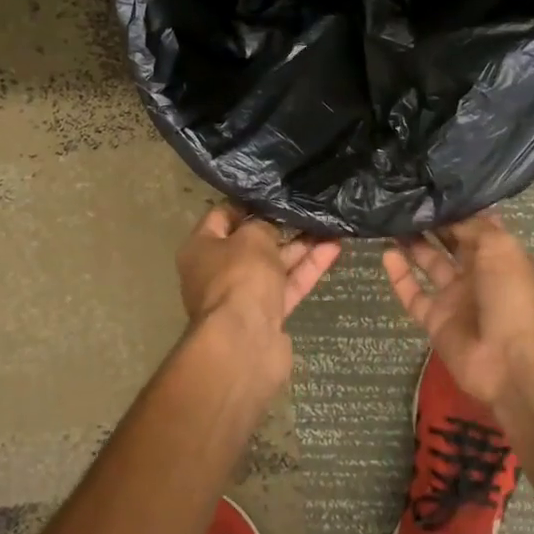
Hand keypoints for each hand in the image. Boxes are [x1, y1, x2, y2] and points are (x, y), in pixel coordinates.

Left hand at [177, 202, 341, 357]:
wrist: (245, 342)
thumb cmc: (239, 276)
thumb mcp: (252, 237)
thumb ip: (263, 225)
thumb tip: (269, 227)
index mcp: (200, 249)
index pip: (221, 216)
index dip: (247, 202)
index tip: (274, 191)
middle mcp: (216, 272)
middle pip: (250, 243)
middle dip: (279, 227)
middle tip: (306, 208)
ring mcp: (243, 296)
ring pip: (274, 266)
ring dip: (300, 247)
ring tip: (329, 224)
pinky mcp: (267, 316)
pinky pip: (288, 286)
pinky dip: (307, 269)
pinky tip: (333, 248)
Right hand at [382, 211, 533, 406]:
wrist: (511, 362)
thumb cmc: (512, 297)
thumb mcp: (501, 248)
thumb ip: (473, 226)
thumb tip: (449, 212)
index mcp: (499, 255)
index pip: (475, 224)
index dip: (456, 207)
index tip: (430, 188)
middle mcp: (477, 273)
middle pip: (450, 242)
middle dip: (431, 223)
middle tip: (404, 200)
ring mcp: (455, 298)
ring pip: (429, 264)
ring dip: (412, 243)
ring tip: (390, 220)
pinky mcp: (434, 319)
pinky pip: (413, 294)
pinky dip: (399, 275)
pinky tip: (385, 253)